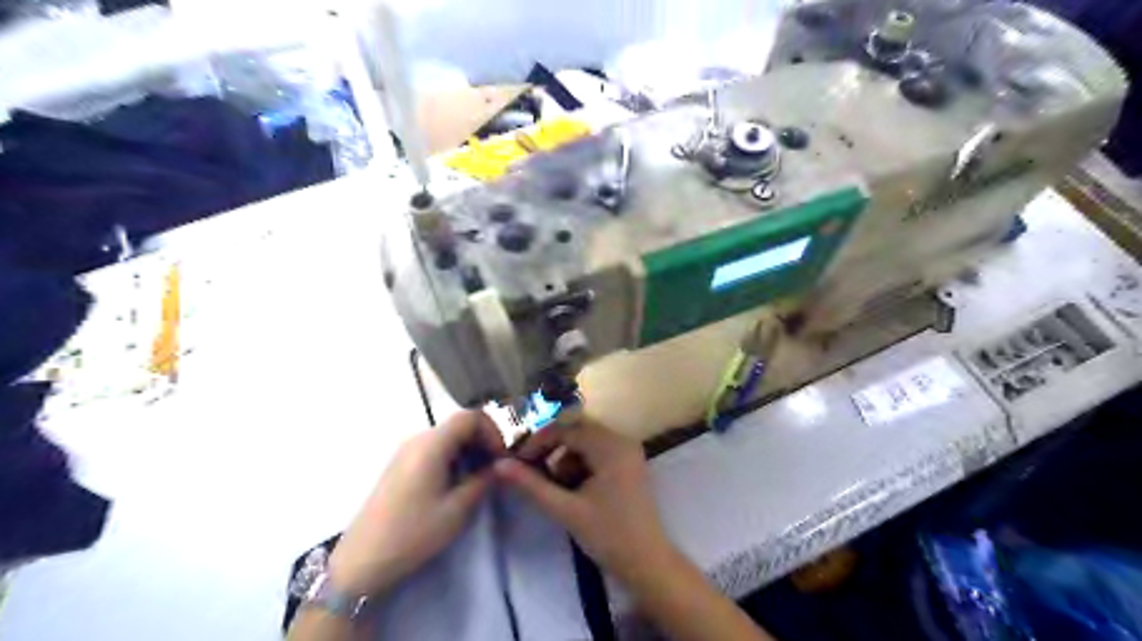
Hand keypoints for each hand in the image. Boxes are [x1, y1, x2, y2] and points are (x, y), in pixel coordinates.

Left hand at [329, 411, 507, 596]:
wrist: (362, 561)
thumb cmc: (412, 534)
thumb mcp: (457, 510)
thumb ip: (483, 480)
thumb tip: (497, 465)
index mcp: (432, 444)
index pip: (471, 416)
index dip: (493, 431)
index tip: (502, 457)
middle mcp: (418, 439)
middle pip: (460, 424)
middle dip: (483, 441)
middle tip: (495, 469)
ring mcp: (406, 451)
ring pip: (448, 437)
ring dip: (469, 450)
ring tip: (478, 479)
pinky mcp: (400, 464)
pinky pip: (434, 448)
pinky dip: (453, 457)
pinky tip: (456, 484)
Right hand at [487, 417, 669, 588]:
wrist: (647, 563)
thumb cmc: (608, 536)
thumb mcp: (566, 510)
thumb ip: (532, 485)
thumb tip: (499, 465)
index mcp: (610, 446)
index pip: (565, 429)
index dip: (538, 443)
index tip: (518, 463)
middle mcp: (621, 440)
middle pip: (576, 430)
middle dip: (551, 448)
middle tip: (531, 470)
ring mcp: (627, 450)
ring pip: (585, 440)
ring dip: (565, 458)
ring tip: (557, 488)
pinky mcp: (628, 463)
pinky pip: (597, 451)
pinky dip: (580, 464)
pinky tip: (574, 489)